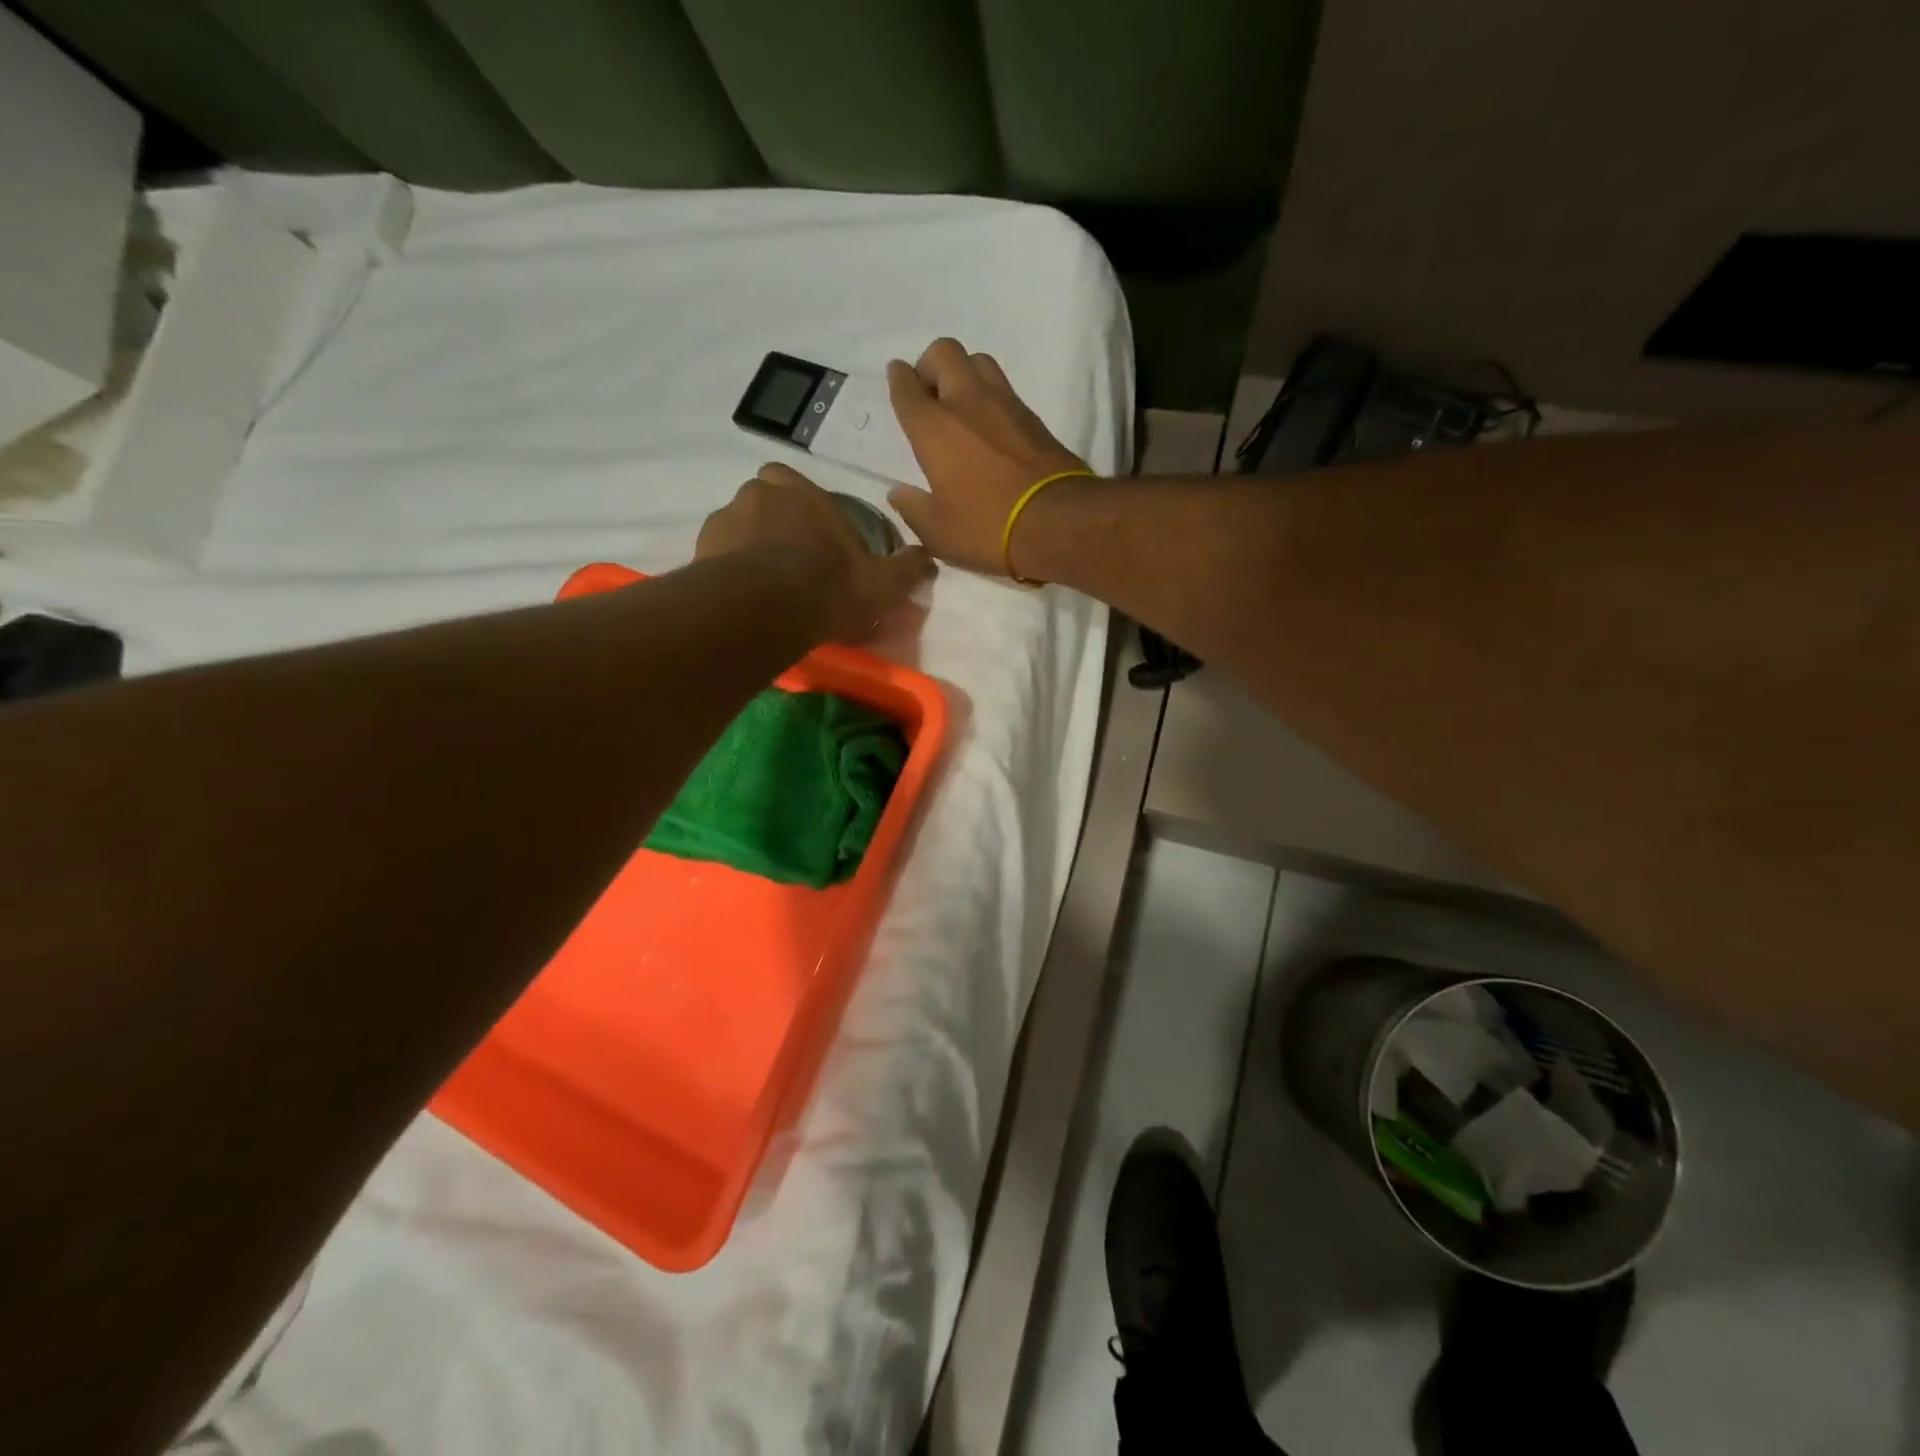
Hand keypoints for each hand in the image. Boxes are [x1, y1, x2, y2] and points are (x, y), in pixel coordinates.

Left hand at [696, 462, 933, 641]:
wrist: (762, 610)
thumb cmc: (827, 586)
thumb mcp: (880, 584)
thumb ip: (905, 569)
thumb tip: (928, 557)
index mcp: (801, 491)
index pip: (795, 482)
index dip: (804, 506)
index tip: (814, 536)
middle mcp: (758, 494)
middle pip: (764, 501)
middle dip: (773, 524)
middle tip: (788, 561)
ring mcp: (723, 520)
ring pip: (738, 528)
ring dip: (748, 548)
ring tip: (763, 587)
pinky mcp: (699, 550)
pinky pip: (717, 555)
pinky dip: (728, 570)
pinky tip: (743, 598)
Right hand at [886, 338, 1090, 576]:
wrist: (1058, 522)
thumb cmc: (987, 528)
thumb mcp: (938, 533)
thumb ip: (913, 509)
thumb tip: (898, 492)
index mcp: (933, 428)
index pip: (907, 386)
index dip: (898, 380)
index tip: (898, 382)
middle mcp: (966, 402)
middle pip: (943, 352)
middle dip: (930, 366)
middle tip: (929, 397)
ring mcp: (1004, 404)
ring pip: (977, 361)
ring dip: (963, 374)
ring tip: (960, 408)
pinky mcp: (1033, 416)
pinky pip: (1003, 388)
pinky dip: (990, 396)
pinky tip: (989, 425)